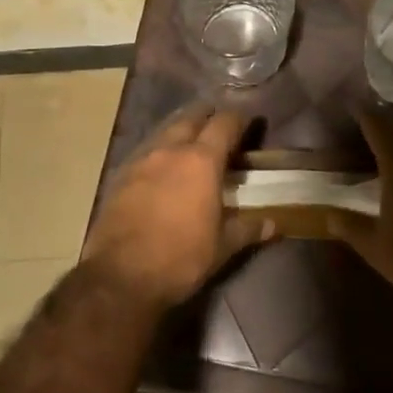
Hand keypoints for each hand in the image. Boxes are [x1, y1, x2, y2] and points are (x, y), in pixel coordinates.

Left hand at [79, 103, 272, 313]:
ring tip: (191, 138)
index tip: (248, 121)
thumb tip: (274, 224)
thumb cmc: (181, 258)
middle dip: (207, 115)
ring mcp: (140, 160)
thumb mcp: (222, 247)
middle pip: (190, 117)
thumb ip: (248, 229)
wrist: (120, 276)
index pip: (224, 124)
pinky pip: (144, 150)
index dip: (239, 119)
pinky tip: (162, 165)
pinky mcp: (119, 176)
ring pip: (164, 130)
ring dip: (180, 128)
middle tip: (219, 124)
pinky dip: (159, 150)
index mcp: (202, 161)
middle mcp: (170, 150)